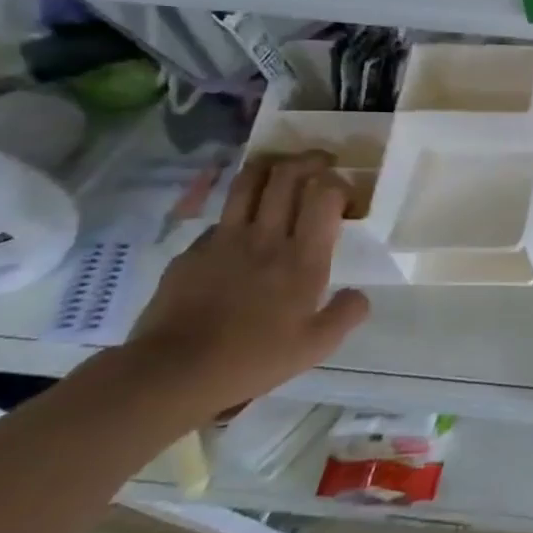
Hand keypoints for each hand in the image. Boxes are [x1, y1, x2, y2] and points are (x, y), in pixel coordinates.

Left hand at [114, 151, 370, 422]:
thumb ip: (347, 314)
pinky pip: (221, 217)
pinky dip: (239, 211)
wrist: (173, 372)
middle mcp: (266, 237)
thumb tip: (358, 294)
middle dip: (309, 160)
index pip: (324, 194)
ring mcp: (224, 240)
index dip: (339, 183)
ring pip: (248, 182)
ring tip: (283, 169)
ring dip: (270, 167)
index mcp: (303, 257)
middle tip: (322, 163)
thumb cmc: (254, 358)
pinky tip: (243, 227)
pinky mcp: (192, 251)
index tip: (347, 197)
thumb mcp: (317, 346)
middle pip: (286, 175)